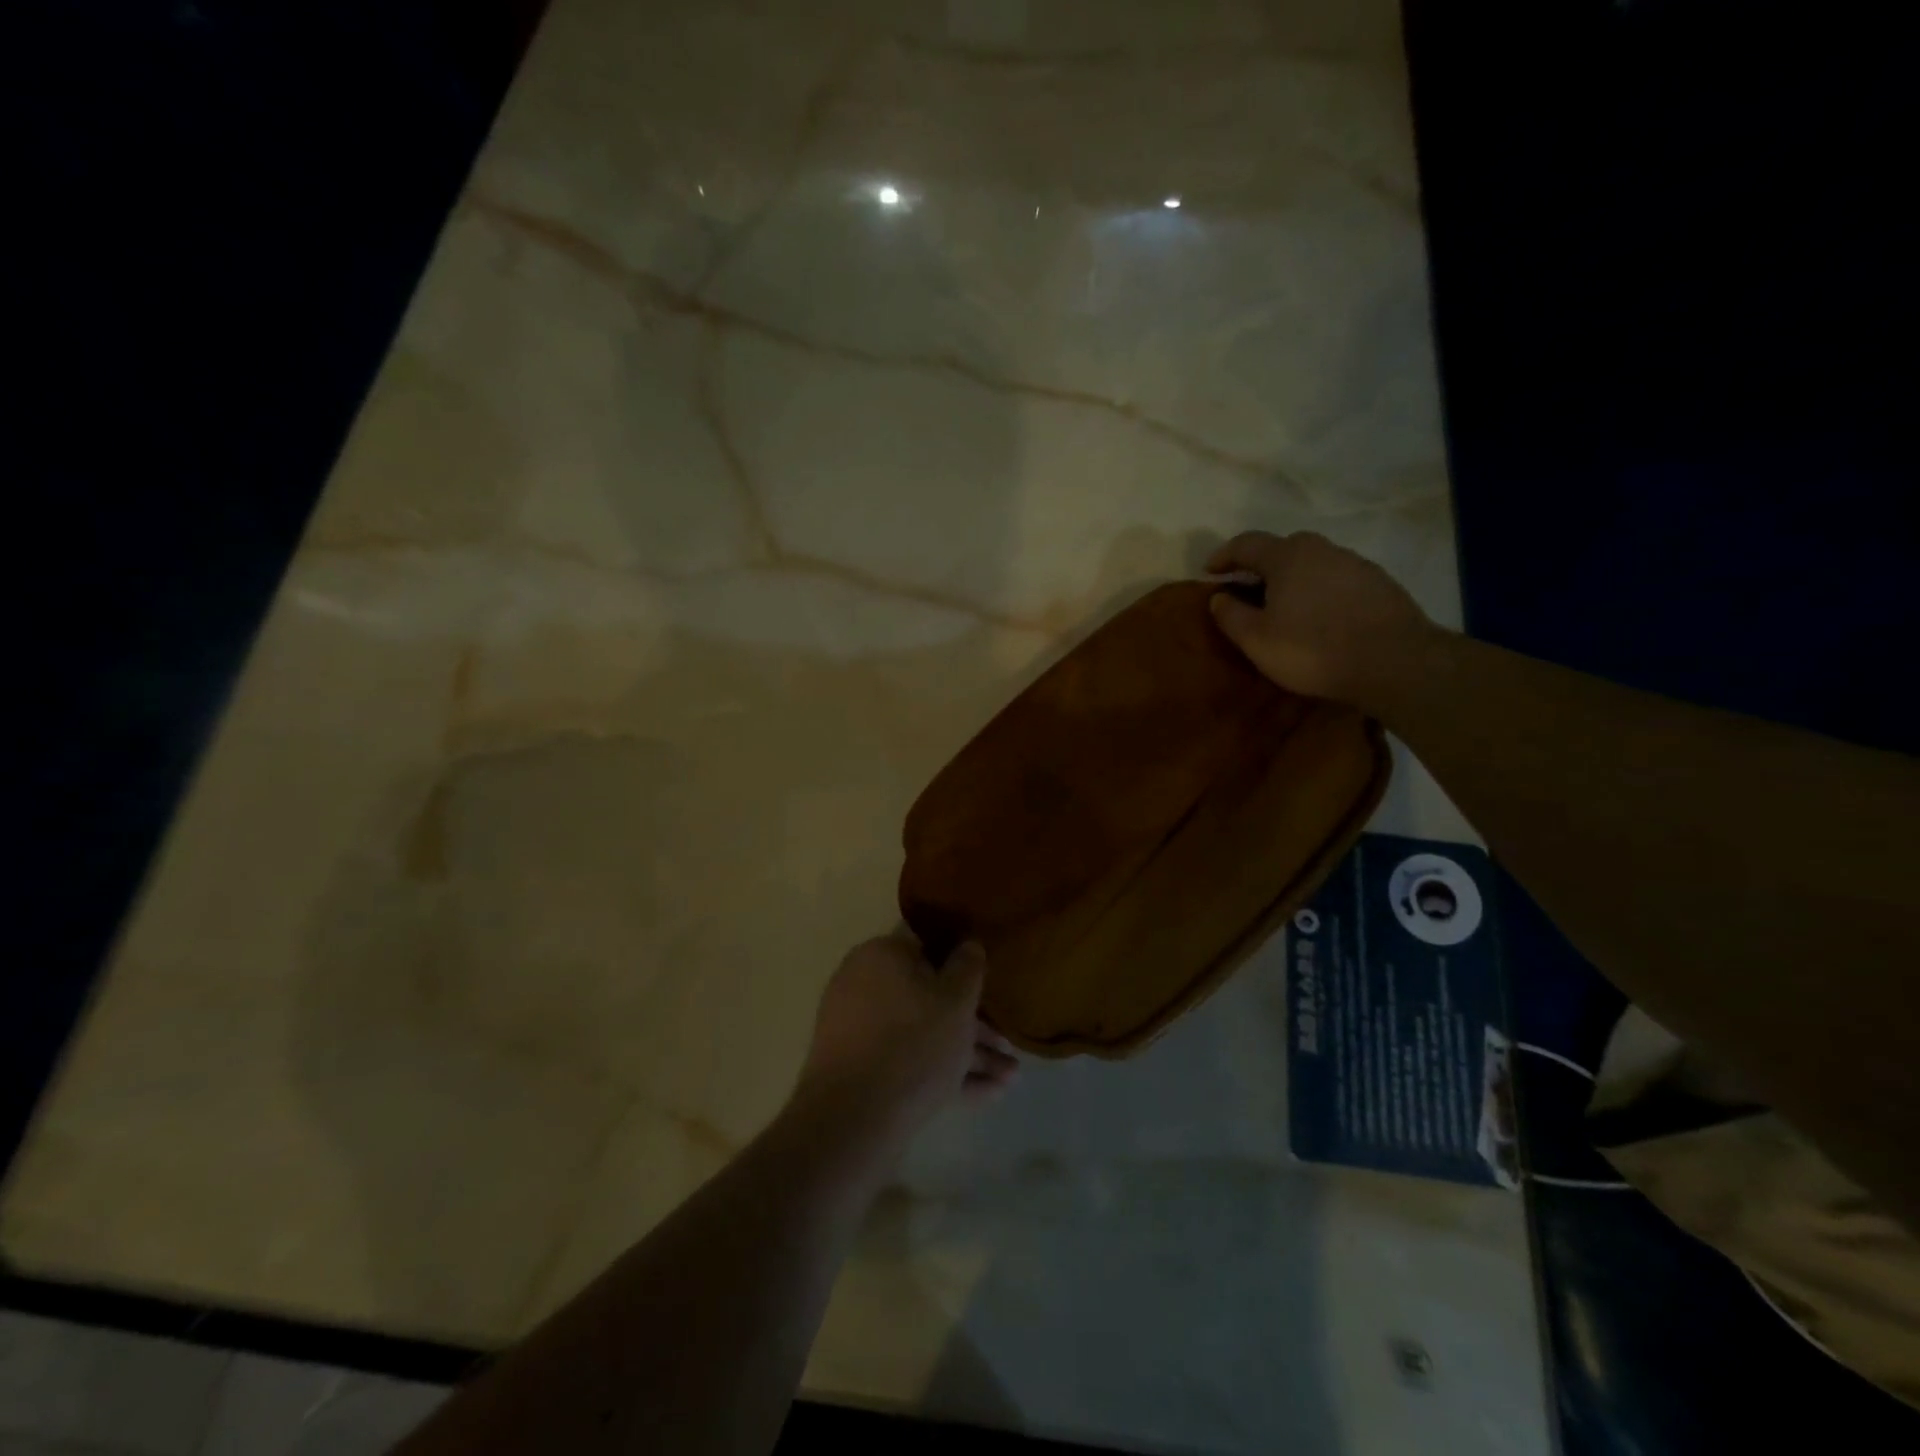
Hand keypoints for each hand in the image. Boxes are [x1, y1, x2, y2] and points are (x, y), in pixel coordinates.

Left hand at [788, 935, 1017, 1159]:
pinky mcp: (859, 1070)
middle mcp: (863, 985)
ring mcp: (858, 1030)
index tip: (991, 990)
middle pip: (929, 998)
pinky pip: (908, 1062)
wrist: (855, 1119)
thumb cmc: (914, 1042)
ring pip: (922, 1035)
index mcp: (881, 956)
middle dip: (974, 1025)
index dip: (964, 969)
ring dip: (967, 1055)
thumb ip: (968, 967)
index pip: (928, 949)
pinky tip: (988, 1094)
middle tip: (1008, 1047)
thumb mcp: (956, 1000)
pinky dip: (944, 1074)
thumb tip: (968, 945)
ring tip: (1011, 1078)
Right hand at [1207, 531, 1435, 709]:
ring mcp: (1355, 563)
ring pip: (1313, 563)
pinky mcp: (1379, 583)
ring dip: (1292, 579)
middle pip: (1282, 548)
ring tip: (1284, 606)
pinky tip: (1319, 617)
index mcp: (1287, 556)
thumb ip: (1230, 615)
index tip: (1208, 572)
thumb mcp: (1256, 640)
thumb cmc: (1312, 649)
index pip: (1246, 544)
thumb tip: (1218, 597)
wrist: (1394, 661)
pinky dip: (1319, 591)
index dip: (1223, 556)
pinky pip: (1336, 579)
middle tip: (1247, 590)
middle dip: (1260, 566)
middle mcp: (1321, 549)